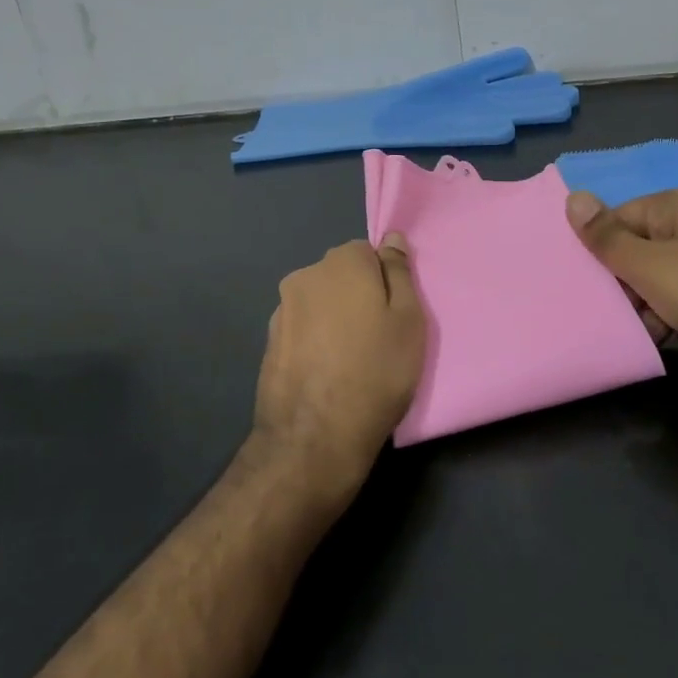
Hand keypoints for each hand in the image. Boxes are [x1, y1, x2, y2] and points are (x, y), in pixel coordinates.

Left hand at [250, 235, 425, 501]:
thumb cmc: (376, 373)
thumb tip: (392, 239)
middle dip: (358, 297)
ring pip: (320, 303)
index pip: (368, 253)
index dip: (385, 282)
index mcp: (341, 263)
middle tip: (378, 338)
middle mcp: (305, 275)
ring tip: (351, 361)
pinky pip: (302, 329)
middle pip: (341, 276)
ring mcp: (281, 309)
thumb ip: (400, 273)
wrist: (314, 438)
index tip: (394, 314)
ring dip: (334, 320)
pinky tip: (327, 373)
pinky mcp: (269, 342)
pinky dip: (315, 341)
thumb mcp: (408, 320)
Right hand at [566, 188, 677, 397]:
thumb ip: (606, 237)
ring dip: (656, 309)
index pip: (621, 217)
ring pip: (668, 279)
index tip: (594, 285)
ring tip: (659, 334)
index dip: (603, 250)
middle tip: (626, 315)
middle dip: (631, 286)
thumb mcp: (647, 266)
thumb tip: (572, 196)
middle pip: (644, 250)